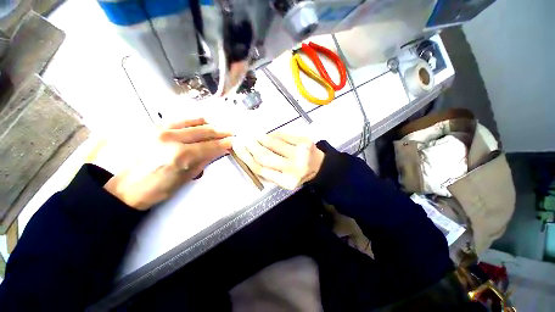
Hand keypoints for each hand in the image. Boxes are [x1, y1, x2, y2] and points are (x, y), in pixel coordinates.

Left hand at [103, 118, 231, 209]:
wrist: (126, 189)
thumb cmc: (158, 189)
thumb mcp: (186, 178)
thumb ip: (204, 161)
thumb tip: (220, 151)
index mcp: (181, 155)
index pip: (210, 146)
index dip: (225, 143)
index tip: (234, 142)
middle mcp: (172, 138)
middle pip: (204, 131)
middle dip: (221, 132)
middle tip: (231, 133)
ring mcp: (162, 130)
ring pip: (194, 122)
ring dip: (210, 125)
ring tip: (219, 129)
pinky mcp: (155, 127)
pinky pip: (180, 120)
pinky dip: (194, 121)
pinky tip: (202, 124)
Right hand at [233, 133, 324, 189]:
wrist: (319, 166)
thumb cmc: (297, 174)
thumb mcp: (283, 179)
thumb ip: (268, 171)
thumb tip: (249, 155)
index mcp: (286, 181)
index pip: (260, 169)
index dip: (246, 157)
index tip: (237, 147)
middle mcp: (293, 168)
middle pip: (264, 156)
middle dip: (250, 145)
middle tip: (242, 138)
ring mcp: (300, 153)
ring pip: (272, 143)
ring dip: (259, 137)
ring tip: (251, 134)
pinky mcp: (304, 141)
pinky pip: (283, 135)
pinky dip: (272, 134)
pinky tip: (266, 134)